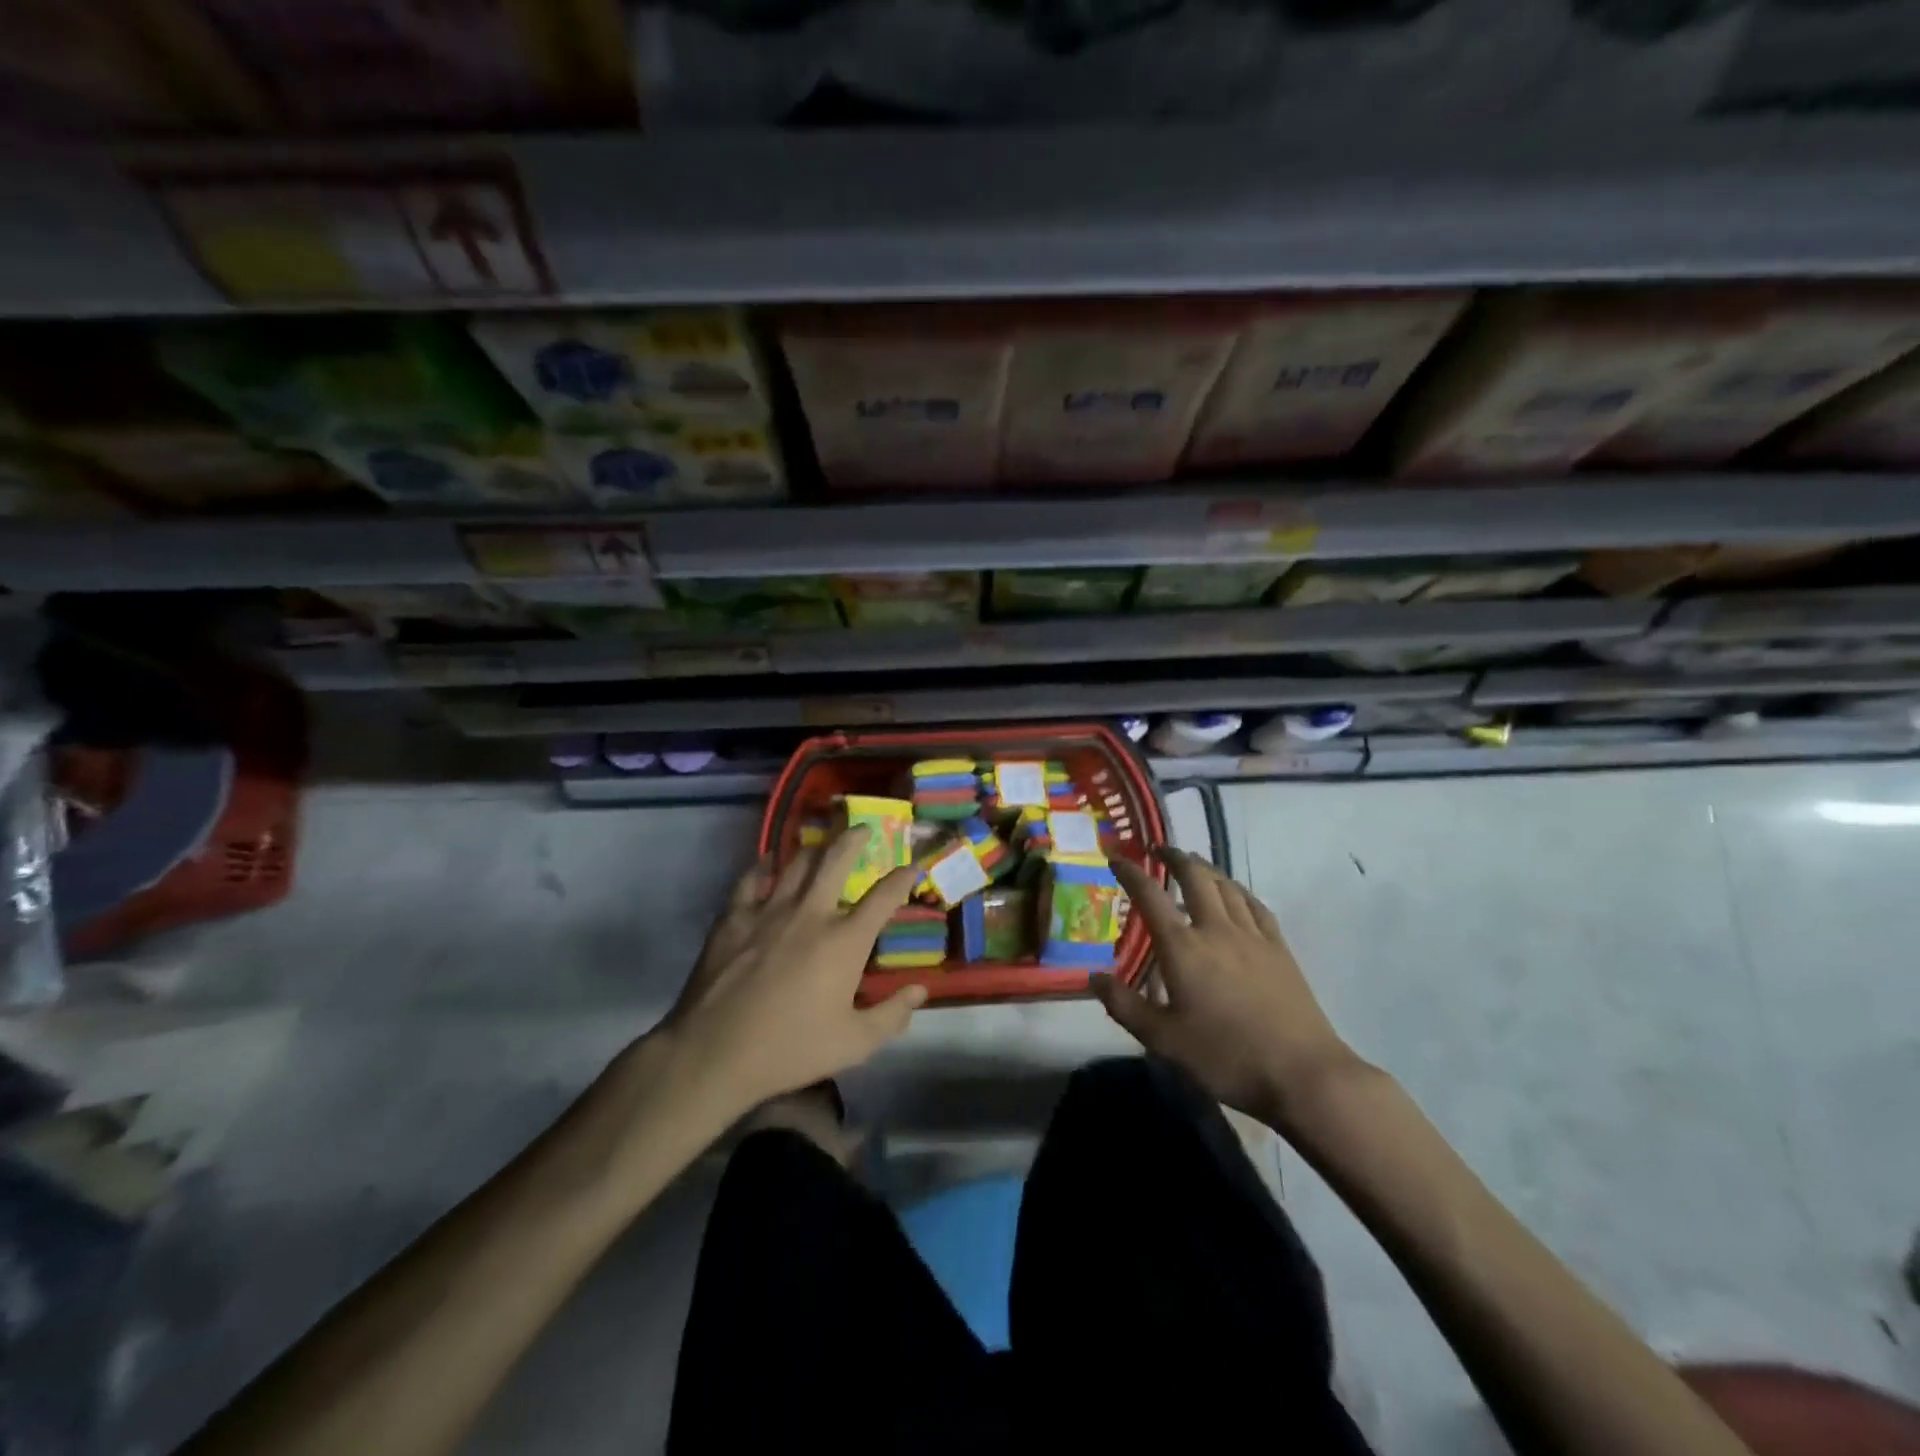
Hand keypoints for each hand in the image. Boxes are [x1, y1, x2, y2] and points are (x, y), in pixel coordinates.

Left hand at [652, 827, 926, 1118]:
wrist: (714, 1052)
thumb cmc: (790, 1049)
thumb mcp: (854, 1044)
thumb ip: (892, 1015)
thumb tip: (920, 991)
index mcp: (845, 941)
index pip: (884, 897)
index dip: (902, 878)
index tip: (911, 867)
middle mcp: (811, 913)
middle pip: (837, 859)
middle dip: (855, 838)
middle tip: (864, 829)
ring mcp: (769, 910)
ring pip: (797, 862)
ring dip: (815, 848)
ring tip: (823, 844)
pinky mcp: (734, 916)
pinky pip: (752, 878)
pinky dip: (764, 865)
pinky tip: (768, 862)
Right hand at [1094, 847, 1362, 1130]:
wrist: (1303, 1074)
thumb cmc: (1225, 1057)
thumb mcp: (1162, 1040)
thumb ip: (1125, 1005)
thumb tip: (1093, 977)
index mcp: (1183, 947)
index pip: (1150, 896)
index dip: (1130, 873)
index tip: (1117, 858)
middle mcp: (1216, 929)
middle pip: (1195, 877)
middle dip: (1175, 857)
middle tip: (1159, 850)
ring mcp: (1253, 936)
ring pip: (1227, 886)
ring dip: (1206, 868)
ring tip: (1194, 865)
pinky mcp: (1280, 949)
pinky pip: (1255, 905)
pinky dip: (1238, 891)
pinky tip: (1235, 895)